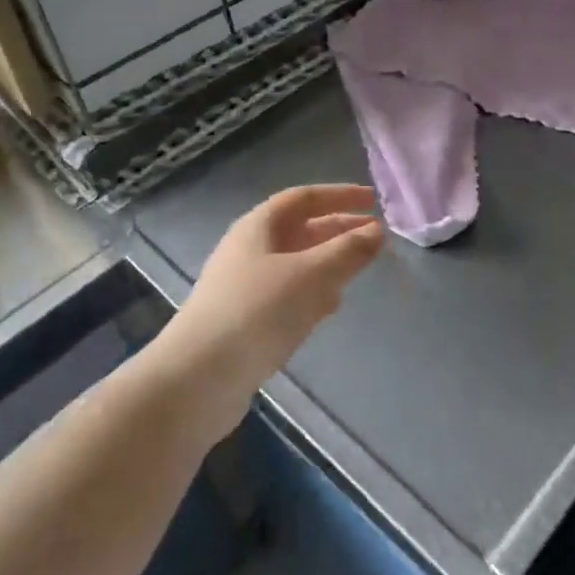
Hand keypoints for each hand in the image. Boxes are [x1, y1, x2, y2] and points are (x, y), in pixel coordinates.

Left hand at [163, 185, 383, 431]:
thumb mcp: (311, 276)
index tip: (373, 200)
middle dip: (339, 229)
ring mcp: (245, 287)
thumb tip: (377, 231)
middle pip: (301, 230)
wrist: (197, 380)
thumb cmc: (256, 313)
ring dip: (328, 262)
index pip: (304, 198)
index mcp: (259, 227)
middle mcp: (250, 251)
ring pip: (296, 263)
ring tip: (360, 268)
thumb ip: (347, 252)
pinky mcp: (246, 321)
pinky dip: (314, 292)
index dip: (339, 195)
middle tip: (376, 236)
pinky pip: (288, 295)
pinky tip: (330, 307)